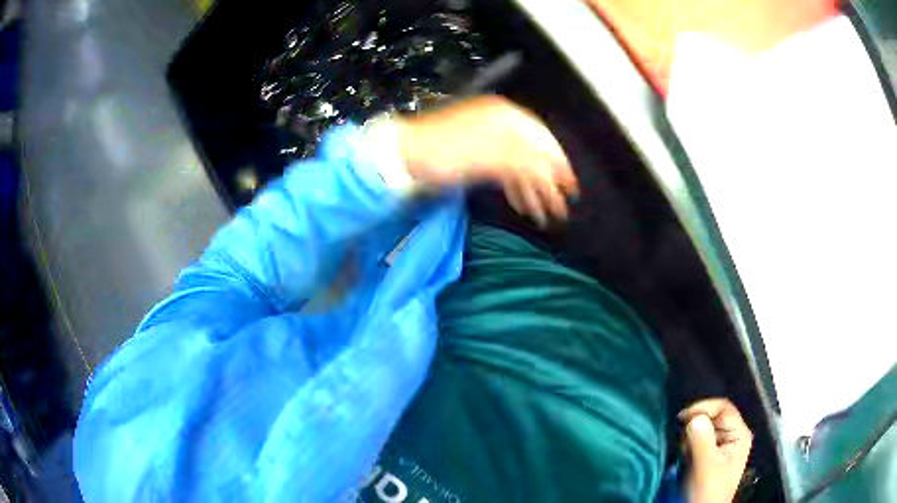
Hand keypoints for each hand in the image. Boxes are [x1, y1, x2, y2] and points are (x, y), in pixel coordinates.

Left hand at [396, 95, 577, 227]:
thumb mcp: (485, 155)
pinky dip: (514, 189)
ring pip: (519, 166)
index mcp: (505, 117)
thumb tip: (550, 170)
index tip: (570, 187)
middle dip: (547, 184)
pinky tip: (523, 205)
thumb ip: (521, 160)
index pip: (543, 140)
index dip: (559, 164)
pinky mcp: (478, 156)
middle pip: (533, 155)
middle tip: (559, 209)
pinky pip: (504, 172)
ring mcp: (489, 141)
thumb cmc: (443, 152)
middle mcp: (501, 125)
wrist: (403, 157)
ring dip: (532, 191)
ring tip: (543, 216)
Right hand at [678, 399, 752, 502]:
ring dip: (689, 438)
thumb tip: (694, 417)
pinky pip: (697, 440)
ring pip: (702, 429)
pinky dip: (688, 446)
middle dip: (694, 427)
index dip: (703, 408)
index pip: (723, 407)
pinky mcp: (709, 454)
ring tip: (684, 454)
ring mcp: (721, 445)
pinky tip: (684, 458)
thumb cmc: (707, 492)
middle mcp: (732, 435)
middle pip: (712, 416)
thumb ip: (702, 441)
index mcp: (739, 434)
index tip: (681, 419)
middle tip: (682, 443)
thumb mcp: (705, 467)